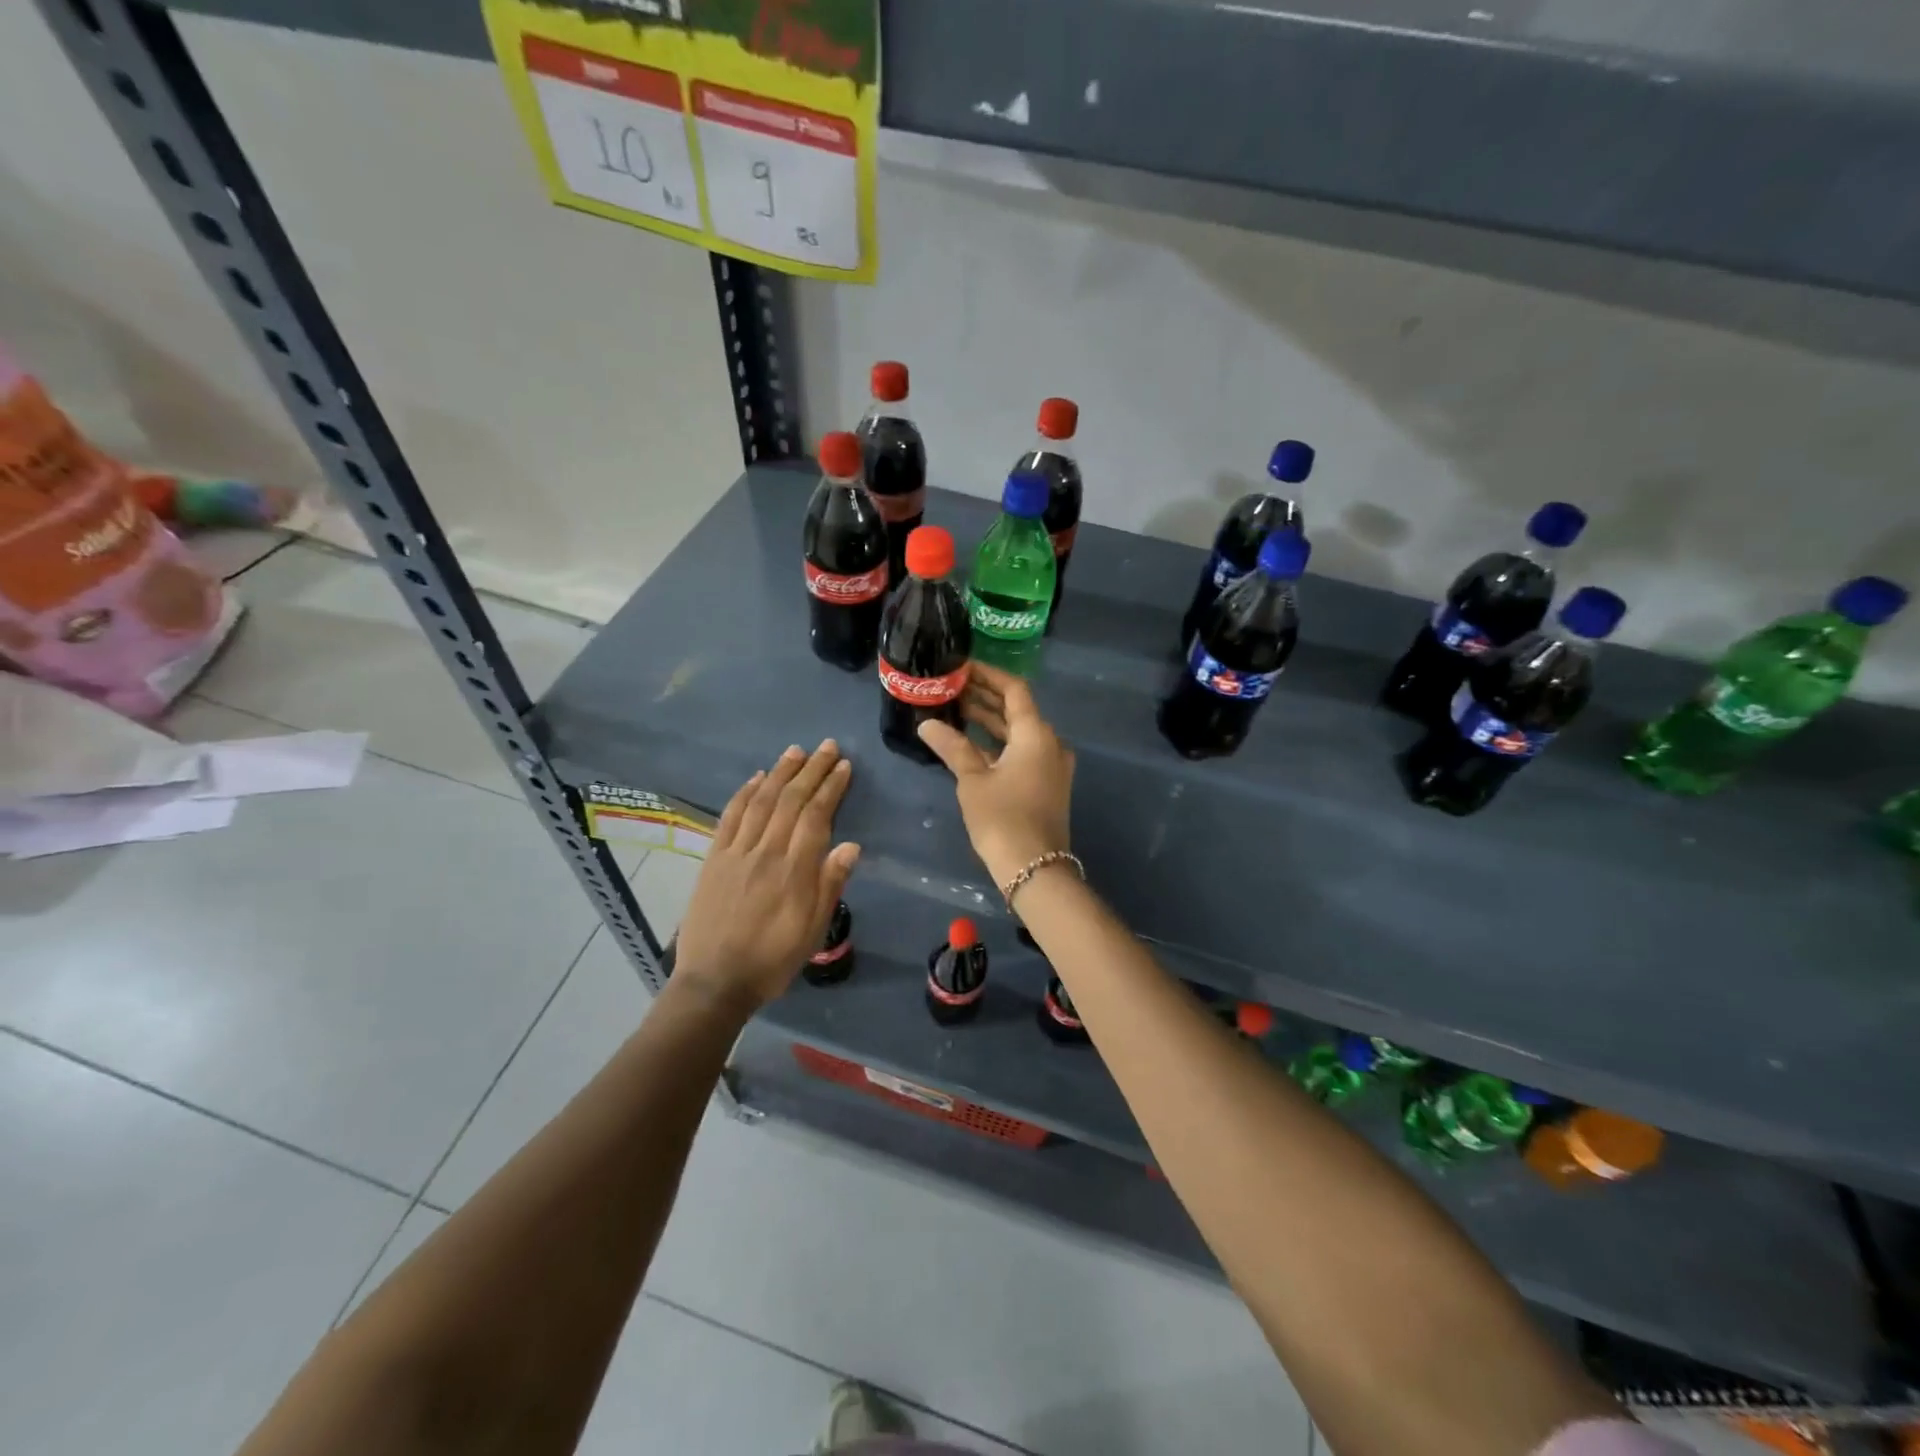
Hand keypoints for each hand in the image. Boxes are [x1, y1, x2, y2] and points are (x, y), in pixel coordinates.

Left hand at [674, 740, 860, 1008]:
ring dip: (780, 773)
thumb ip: (830, 884)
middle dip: (811, 770)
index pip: (816, 816)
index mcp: (794, 870)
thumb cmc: (773, 959)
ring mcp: (736, 852)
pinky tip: (756, 778)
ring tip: (796, 751)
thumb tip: (851, 845)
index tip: (844, 767)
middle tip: (827, 747)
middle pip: (791, 800)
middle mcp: (766, 852)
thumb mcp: (813, 930)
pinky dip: (744, 793)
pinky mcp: (714, 858)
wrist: (715, 981)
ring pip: (761, 801)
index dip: (831, 788)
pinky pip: (730, 817)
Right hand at [917, 661, 1073, 887]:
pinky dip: (999, 743)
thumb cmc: (1002, 818)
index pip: (1014, 689)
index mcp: (1036, 734)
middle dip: (985, 697)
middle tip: (952, 687)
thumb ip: (952, 747)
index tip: (963, 666)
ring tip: (955, 710)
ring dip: (990, 721)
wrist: (1034, 868)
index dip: (988, 675)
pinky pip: (1022, 751)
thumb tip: (926, 724)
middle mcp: (1050, 743)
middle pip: (1017, 709)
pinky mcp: (1046, 783)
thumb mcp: (973, 780)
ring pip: (1019, 732)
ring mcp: (1051, 765)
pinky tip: (971, 743)